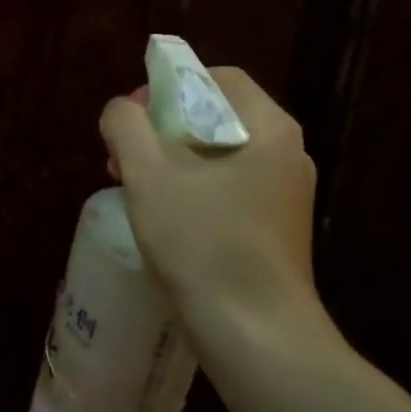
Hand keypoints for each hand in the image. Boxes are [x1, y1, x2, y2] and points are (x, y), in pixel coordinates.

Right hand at [99, 68, 339, 351]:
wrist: (256, 333)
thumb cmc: (203, 241)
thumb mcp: (148, 173)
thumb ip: (126, 124)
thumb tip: (122, 110)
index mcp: (269, 127)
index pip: (217, 78)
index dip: (167, 87)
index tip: (134, 119)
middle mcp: (288, 153)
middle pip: (216, 116)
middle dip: (163, 129)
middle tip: (125, 158)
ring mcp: (287, 194)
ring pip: (220, 155)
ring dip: (174, 161)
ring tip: (138, 190)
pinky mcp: (279, 228)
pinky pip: (231, 188)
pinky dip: (195, 189)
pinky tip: (168, 219)